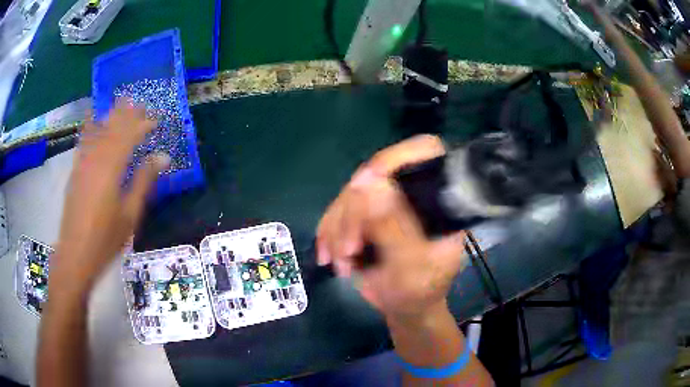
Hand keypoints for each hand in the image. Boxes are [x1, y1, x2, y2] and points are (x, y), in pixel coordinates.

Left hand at [51, 101, 168, 293]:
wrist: (75, 253)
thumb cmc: (106, 238)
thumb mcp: (130, 213)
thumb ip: (144, 181)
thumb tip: (163, 157)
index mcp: (112, 167)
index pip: (130, 135)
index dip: (143, 124)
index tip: (156, 120)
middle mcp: (96, 157)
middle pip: (113, 127)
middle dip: (128, 114)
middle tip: (141, 104)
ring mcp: (83, 162)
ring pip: (99, 130)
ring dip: (111, 115)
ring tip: (121, 102)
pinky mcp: (75, 170)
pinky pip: (83, 140)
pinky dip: (89, 126)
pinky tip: (92, 117)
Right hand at [316, 135, 467, 319]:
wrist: (406, 307)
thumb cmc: (418, 291)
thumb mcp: (410, 267)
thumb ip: (394, 229)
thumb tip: (371, 184)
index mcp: (439, 199)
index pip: (426, 152)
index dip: (395, 157)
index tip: (363, 182)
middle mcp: (414, 192)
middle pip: (376, 175)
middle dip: (354, 213)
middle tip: (348, 250)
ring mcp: (389, 201)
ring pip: (351, 193)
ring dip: (338, 229)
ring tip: (341, 263)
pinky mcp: (367, 213)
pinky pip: (338, 210)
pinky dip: (329, 232)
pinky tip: (328, 256)